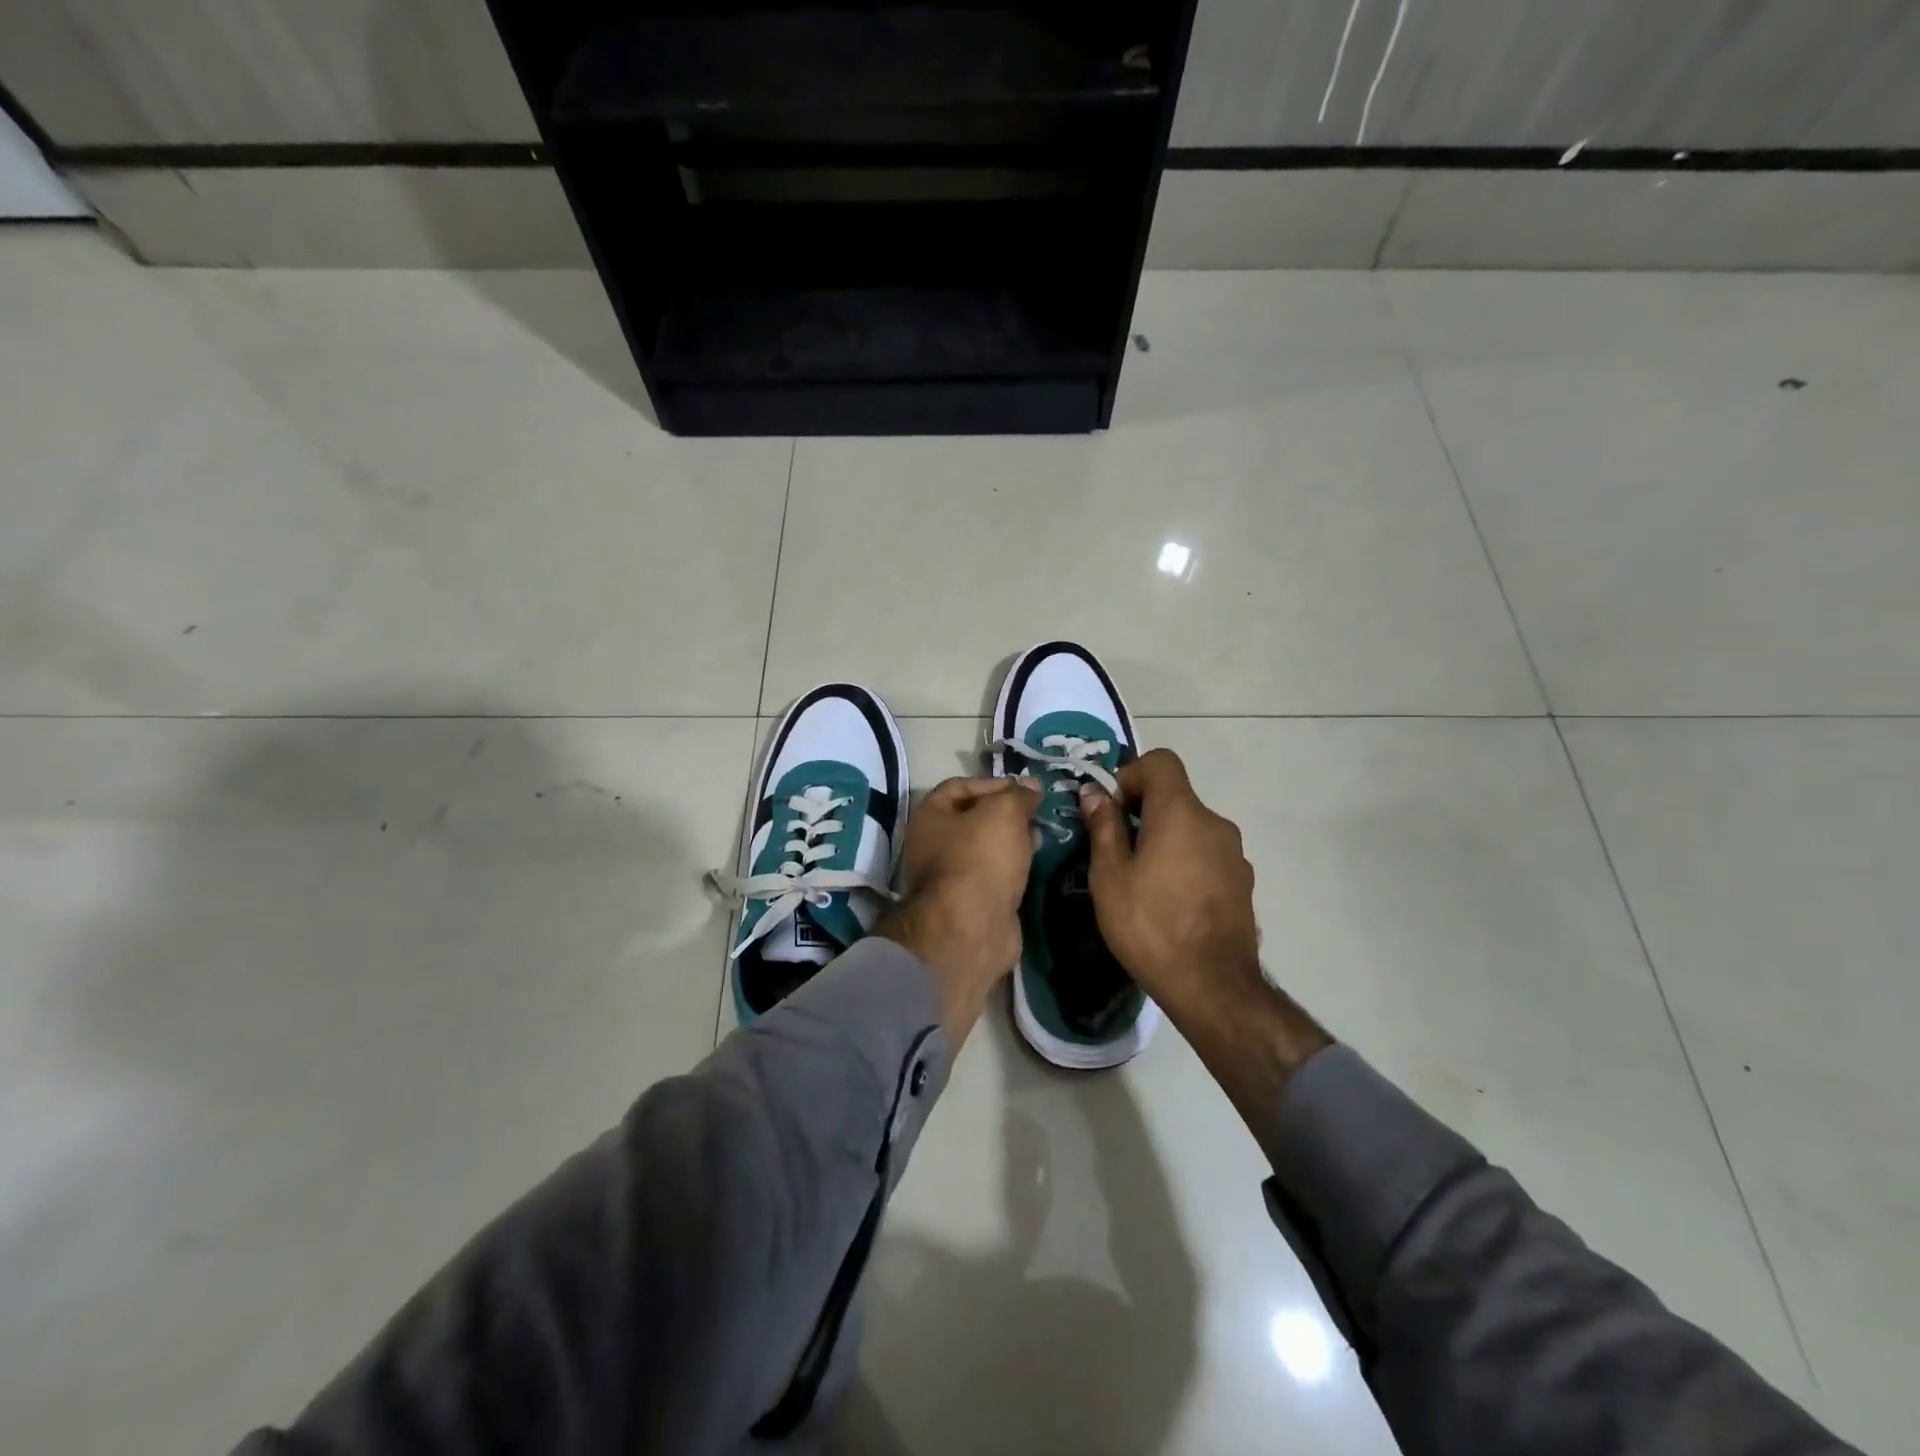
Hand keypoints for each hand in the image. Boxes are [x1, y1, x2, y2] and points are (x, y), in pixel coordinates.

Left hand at [876, 776, 1042, 1043]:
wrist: (971, 929)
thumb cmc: (980, 859)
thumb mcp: (1003, 813)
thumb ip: (1018, 796)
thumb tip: (1032, 785)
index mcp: (930, 815)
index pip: (961, 786)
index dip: (994, 783)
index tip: (1027, 789)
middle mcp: (933, 843)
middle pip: (974, 818)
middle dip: (1007, 814)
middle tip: (1040, 814)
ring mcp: (951, 876)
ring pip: (986, 849)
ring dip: (1013, 841)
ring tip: (1044, 836)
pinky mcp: (971, 903)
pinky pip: (995, 876)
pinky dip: (1014, 868)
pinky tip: (1036, 864)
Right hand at [1083, 749, 1331, 1154]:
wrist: (1212, 986)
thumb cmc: (1149, 924)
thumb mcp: (1109, 875)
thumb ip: (1103, 826)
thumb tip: (1094, 793)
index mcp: (1181, 813)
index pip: (1160, 762)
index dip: (1131, 775)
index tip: (1112, 810)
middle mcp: (1215, 823)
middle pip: (1175, 796)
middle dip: (1143, 812)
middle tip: (1117, 851)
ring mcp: (1234, 854)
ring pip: (1191, 827)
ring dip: (1166, 838)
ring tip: (1143, 881)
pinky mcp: (1243, 882)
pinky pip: (1207, 854)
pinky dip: (1186, 861)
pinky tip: (1171, 902)